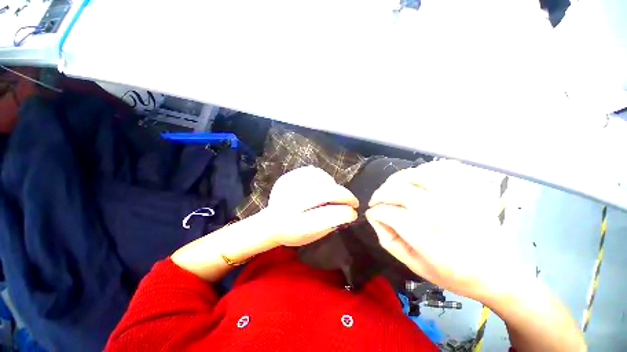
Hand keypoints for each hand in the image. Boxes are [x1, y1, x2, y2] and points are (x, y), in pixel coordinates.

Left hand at [263, 166, 358, 246]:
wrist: (269, 223)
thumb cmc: (292, 233)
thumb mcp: (311, 237)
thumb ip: (329, 226)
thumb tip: (346, 212)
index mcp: (298, 225)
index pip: (329, 216)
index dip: (346, 213)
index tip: (354, 214)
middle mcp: (292, 205)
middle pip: (327, 193)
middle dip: (346, 196)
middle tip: (354, 201)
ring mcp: (288, 189)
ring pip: (321, 179)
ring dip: (335, 186)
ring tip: (336, 193)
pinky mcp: (286, 178)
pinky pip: (311, 171)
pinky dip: (323, 177)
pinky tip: (324, 184)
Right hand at [365, 160, 518, 301]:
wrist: (499, 274)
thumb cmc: (454, 274)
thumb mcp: (414, 265)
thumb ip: (388, 240)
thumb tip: (373, 217)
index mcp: (427, 237)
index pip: (388, 213)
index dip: (375, 211)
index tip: (372, 213)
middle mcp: (441, 212)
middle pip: (397, 190)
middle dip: (380, 194)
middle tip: (376, 200)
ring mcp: (458, 197)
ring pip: (416, 174)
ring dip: (397, 179)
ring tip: (392, 187)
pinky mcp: (470, 189)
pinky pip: (443, 168)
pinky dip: (425, 169)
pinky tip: (417, 177)